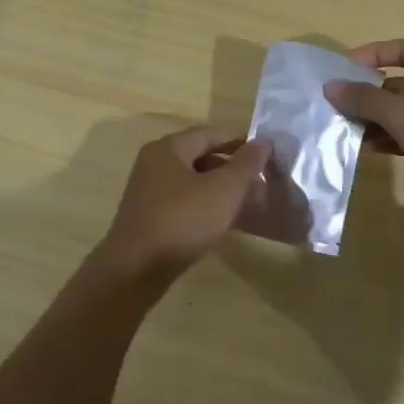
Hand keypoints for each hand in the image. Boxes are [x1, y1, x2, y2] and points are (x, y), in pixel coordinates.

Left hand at [98, 126, 269, 279]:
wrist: (136, 270)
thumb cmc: (183, 221)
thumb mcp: (224, 189)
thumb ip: (246, 163)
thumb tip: (263, 142)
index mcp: (168, 148)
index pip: (211, 133)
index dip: (241, 140)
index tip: (268, 152)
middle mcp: (154, 164)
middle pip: (200, 155)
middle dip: (232, 166)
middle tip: (261, 179)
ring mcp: (149, 191)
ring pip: (193, 181)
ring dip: (220, 187)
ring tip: (248, 201)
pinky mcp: (149, 216)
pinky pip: (184, 201)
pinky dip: (205, 204)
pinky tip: (223, 220)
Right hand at [324, 39, 403, 202]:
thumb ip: (366, 100)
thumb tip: (331, 86)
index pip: (403, 49)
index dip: (371, 55)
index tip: (341, 69)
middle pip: (403, 82)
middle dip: (370, 94)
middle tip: (336, 107)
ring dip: (380, 120)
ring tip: (346, 131)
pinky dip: (396, 139)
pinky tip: (371, 150)